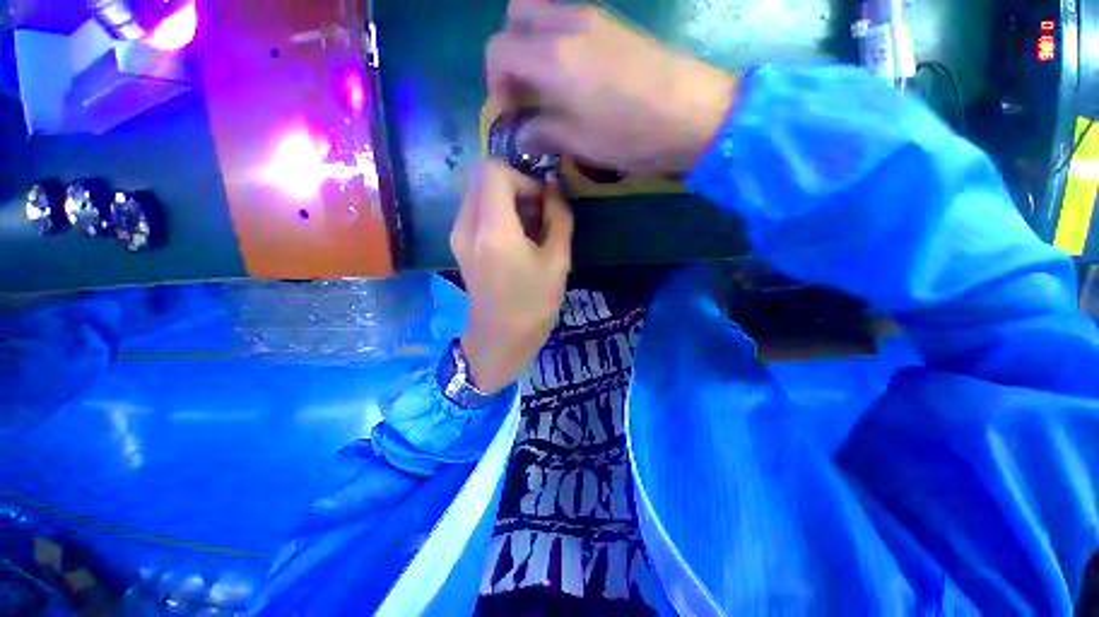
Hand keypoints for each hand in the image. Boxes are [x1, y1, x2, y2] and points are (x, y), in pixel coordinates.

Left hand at [451, 161, 573, 394]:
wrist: (500, 340)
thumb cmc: (534, 305)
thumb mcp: (558, 262)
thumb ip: (559, 217)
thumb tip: (554, 188)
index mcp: (493, 230)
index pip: (495, 171)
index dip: (523, 178)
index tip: (542, 203)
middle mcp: (467, 226)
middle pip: (483, 177)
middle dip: (514, 186)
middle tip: (537, 213)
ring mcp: (458, 236)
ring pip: (478, 193)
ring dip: (505, 200)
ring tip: (529, 228)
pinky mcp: (458, 245)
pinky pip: (475, 211)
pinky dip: (495, 213)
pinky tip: (514, 238)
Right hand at [486, 0, 737, 174]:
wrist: (694, 114)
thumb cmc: (630, 135)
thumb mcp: (579, 143)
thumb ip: (542, 133)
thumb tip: (521, 134)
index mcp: (552, 56)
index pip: (499, 51)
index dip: (496, 83)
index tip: (510, 112)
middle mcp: (568, 25)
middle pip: (517, 15)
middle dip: (511, 51)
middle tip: (525, 89)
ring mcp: (596, 18)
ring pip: (545, 14)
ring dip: (536, 45)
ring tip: (550, 88)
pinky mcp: (617, 25)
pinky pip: (573, 22)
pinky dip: (561, 44)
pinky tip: (577, 79)